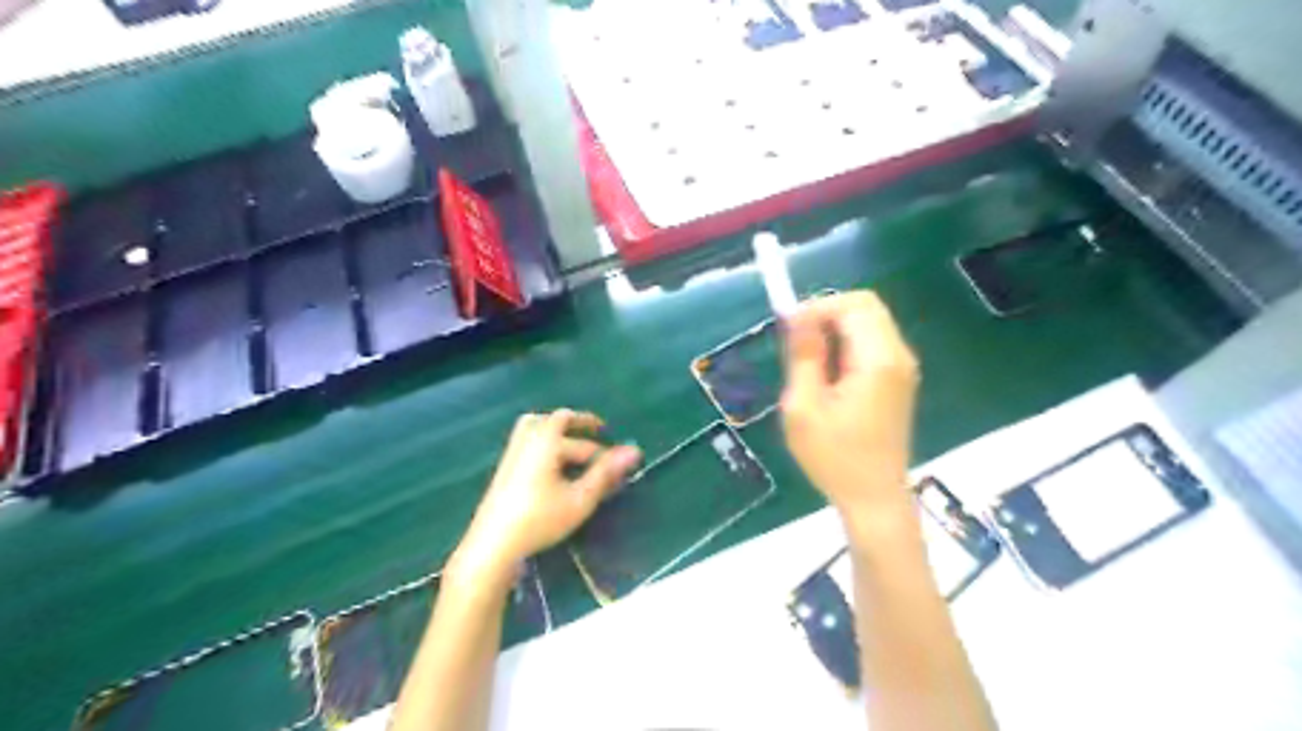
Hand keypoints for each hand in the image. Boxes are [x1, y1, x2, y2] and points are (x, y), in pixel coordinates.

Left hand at [452, 411, 641, 587]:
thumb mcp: (580, 498)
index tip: (611, 440)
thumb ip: (606, 473)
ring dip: (558, 435)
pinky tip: (556, 471)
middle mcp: (526, 442)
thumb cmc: (540, 520)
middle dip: (579, 432)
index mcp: (545, 442)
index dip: (594, 431)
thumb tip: (634, 451)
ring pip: (536, 431)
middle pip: (554, 424)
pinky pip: (528, 444)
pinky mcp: (504, 471)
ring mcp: (512, 456)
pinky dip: (546, 447)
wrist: (493, 546)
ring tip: (576, 451)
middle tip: (599, 442)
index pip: (573, 426)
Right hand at [776, 292, 917, 513]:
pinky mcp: (897, 382)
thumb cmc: (835, 458)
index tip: (788, 331)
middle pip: (865, 308)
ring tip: (809, 365)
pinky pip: (871, 345)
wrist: (874, 499)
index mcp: (878, 360)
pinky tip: (827, 378)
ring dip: (835, 332)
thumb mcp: (804, 407)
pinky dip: (846, 347)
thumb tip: (797, 315)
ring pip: (868, 324)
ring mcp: (902, 369)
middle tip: (797, 344)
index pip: (854, 304)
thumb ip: (804, 356)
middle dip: (827, 315)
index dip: (818, 307)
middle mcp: (898, 356)